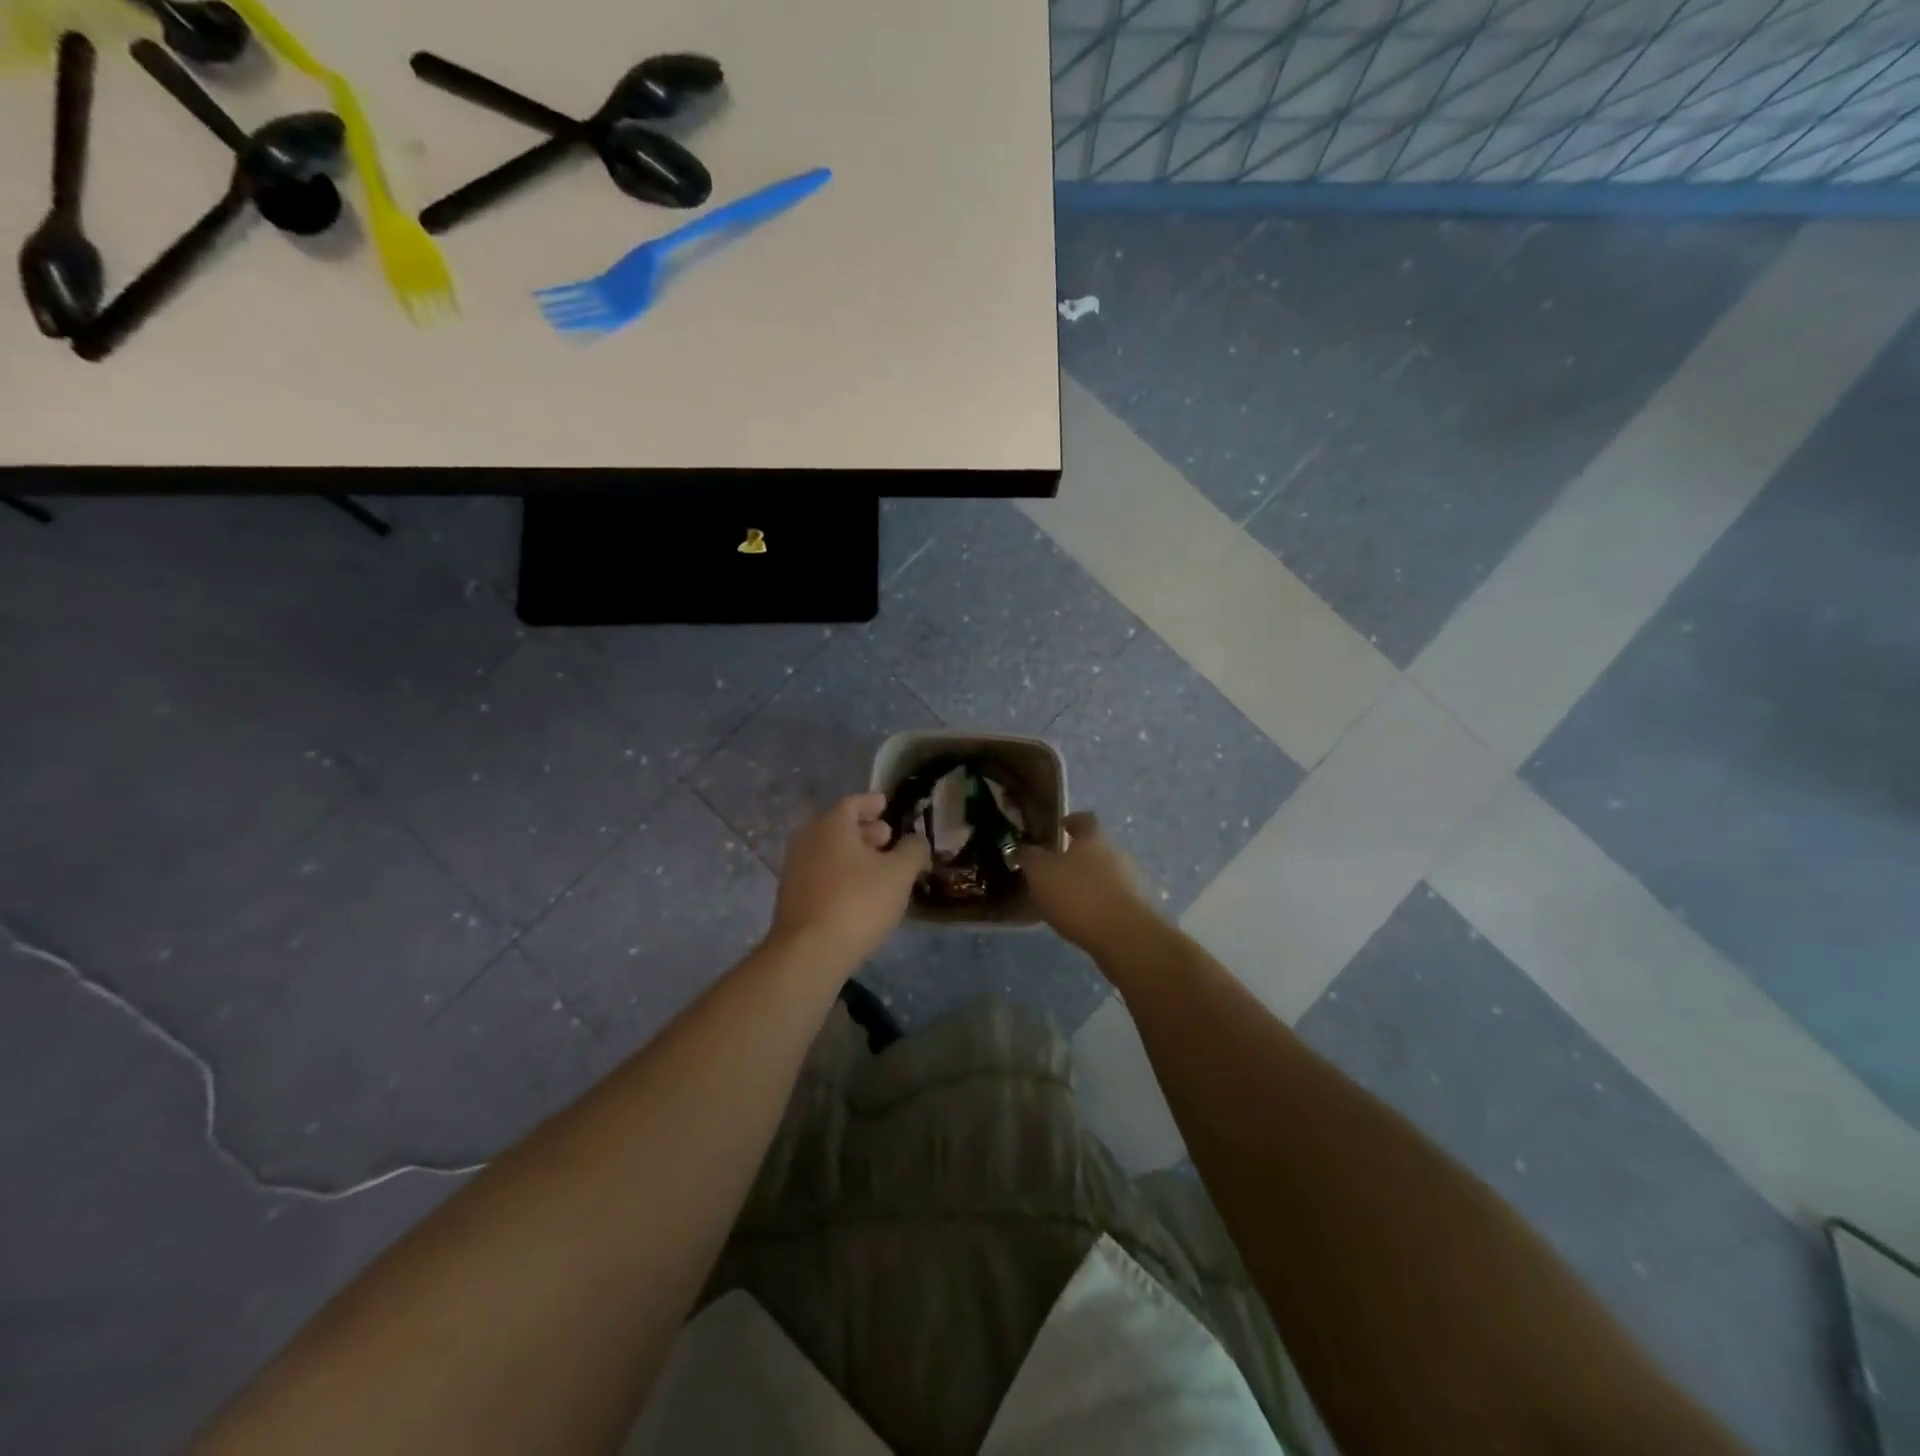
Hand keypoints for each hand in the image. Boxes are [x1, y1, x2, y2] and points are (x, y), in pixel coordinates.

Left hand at [769, 793, 930, 965]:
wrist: (809, 953)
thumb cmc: (858, 902)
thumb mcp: (899, 874)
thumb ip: (913, 851)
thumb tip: (916, 840)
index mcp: (831, 825)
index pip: (853, 803)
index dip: (872, 803)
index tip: (887, 804)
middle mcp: (808, 840)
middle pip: (839, 827)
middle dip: (866, 830)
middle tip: (889, 838)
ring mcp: (795, 869)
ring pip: (830, 852)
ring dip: (855, 855)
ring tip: (880, 868)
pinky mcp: (792, 897)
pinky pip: (822, 874)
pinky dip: (842, 874)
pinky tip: (861, 893)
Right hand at [1020, 812, 1157, 956]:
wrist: (1123, 935)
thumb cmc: (1078, 894)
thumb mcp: (1040, 872)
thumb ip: (1029, 857)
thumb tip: (1024, 848)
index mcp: (1093, 837)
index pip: (1084, 819)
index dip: (1070, 820)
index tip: (1058, 827)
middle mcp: (1116, 853)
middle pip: (1094, 848)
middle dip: (1075, 856)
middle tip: (1052, 869)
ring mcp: (1130, 881)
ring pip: (1103, 874)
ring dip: (1085, 882)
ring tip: (1062, 898)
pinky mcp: (1135, 908)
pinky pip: (1110, 899)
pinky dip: (1095, 904)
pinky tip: (1079, 918)